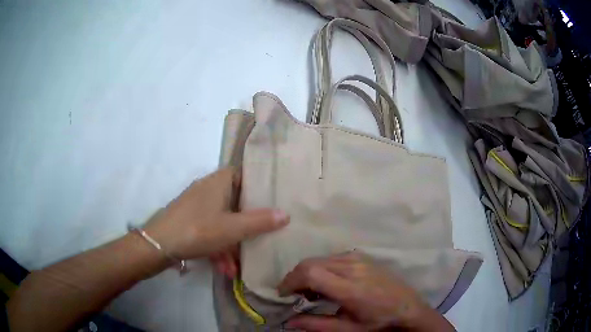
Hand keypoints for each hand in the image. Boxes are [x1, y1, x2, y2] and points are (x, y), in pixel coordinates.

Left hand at [143, 167, 289, 260]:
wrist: (159, 245)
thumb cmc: (198, 229)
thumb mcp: (233, 228)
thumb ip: (260, 221)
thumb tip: (286, 214)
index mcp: (219, 182)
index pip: (244, 174)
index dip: (258, 185)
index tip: (273, 199)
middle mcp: (208, 189)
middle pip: (235, 202)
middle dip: (246, 224)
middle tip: (261, 236)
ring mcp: (197, 206)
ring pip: (222, 220)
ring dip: (231, 243)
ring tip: (237, 266)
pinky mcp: (189, 220)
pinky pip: (210, 230)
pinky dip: (218, 247)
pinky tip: (223, 268)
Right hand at [278, 252, 454, 331]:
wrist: (409, 309)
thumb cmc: (378, 323)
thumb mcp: (347, 329)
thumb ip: (316, 325)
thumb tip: (289, 322)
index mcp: (349, 288)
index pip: (310, 272)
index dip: (290, 281)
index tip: (283, 294)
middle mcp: (353, 267)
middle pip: (311, 262)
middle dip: (296, 276)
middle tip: (295, 295)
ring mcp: (360, 259)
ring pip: (321, 258)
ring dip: (309, 272)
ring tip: (311, 292)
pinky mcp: (364, 257)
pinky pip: (334, 257)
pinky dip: (322, 267)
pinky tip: (328, 282)